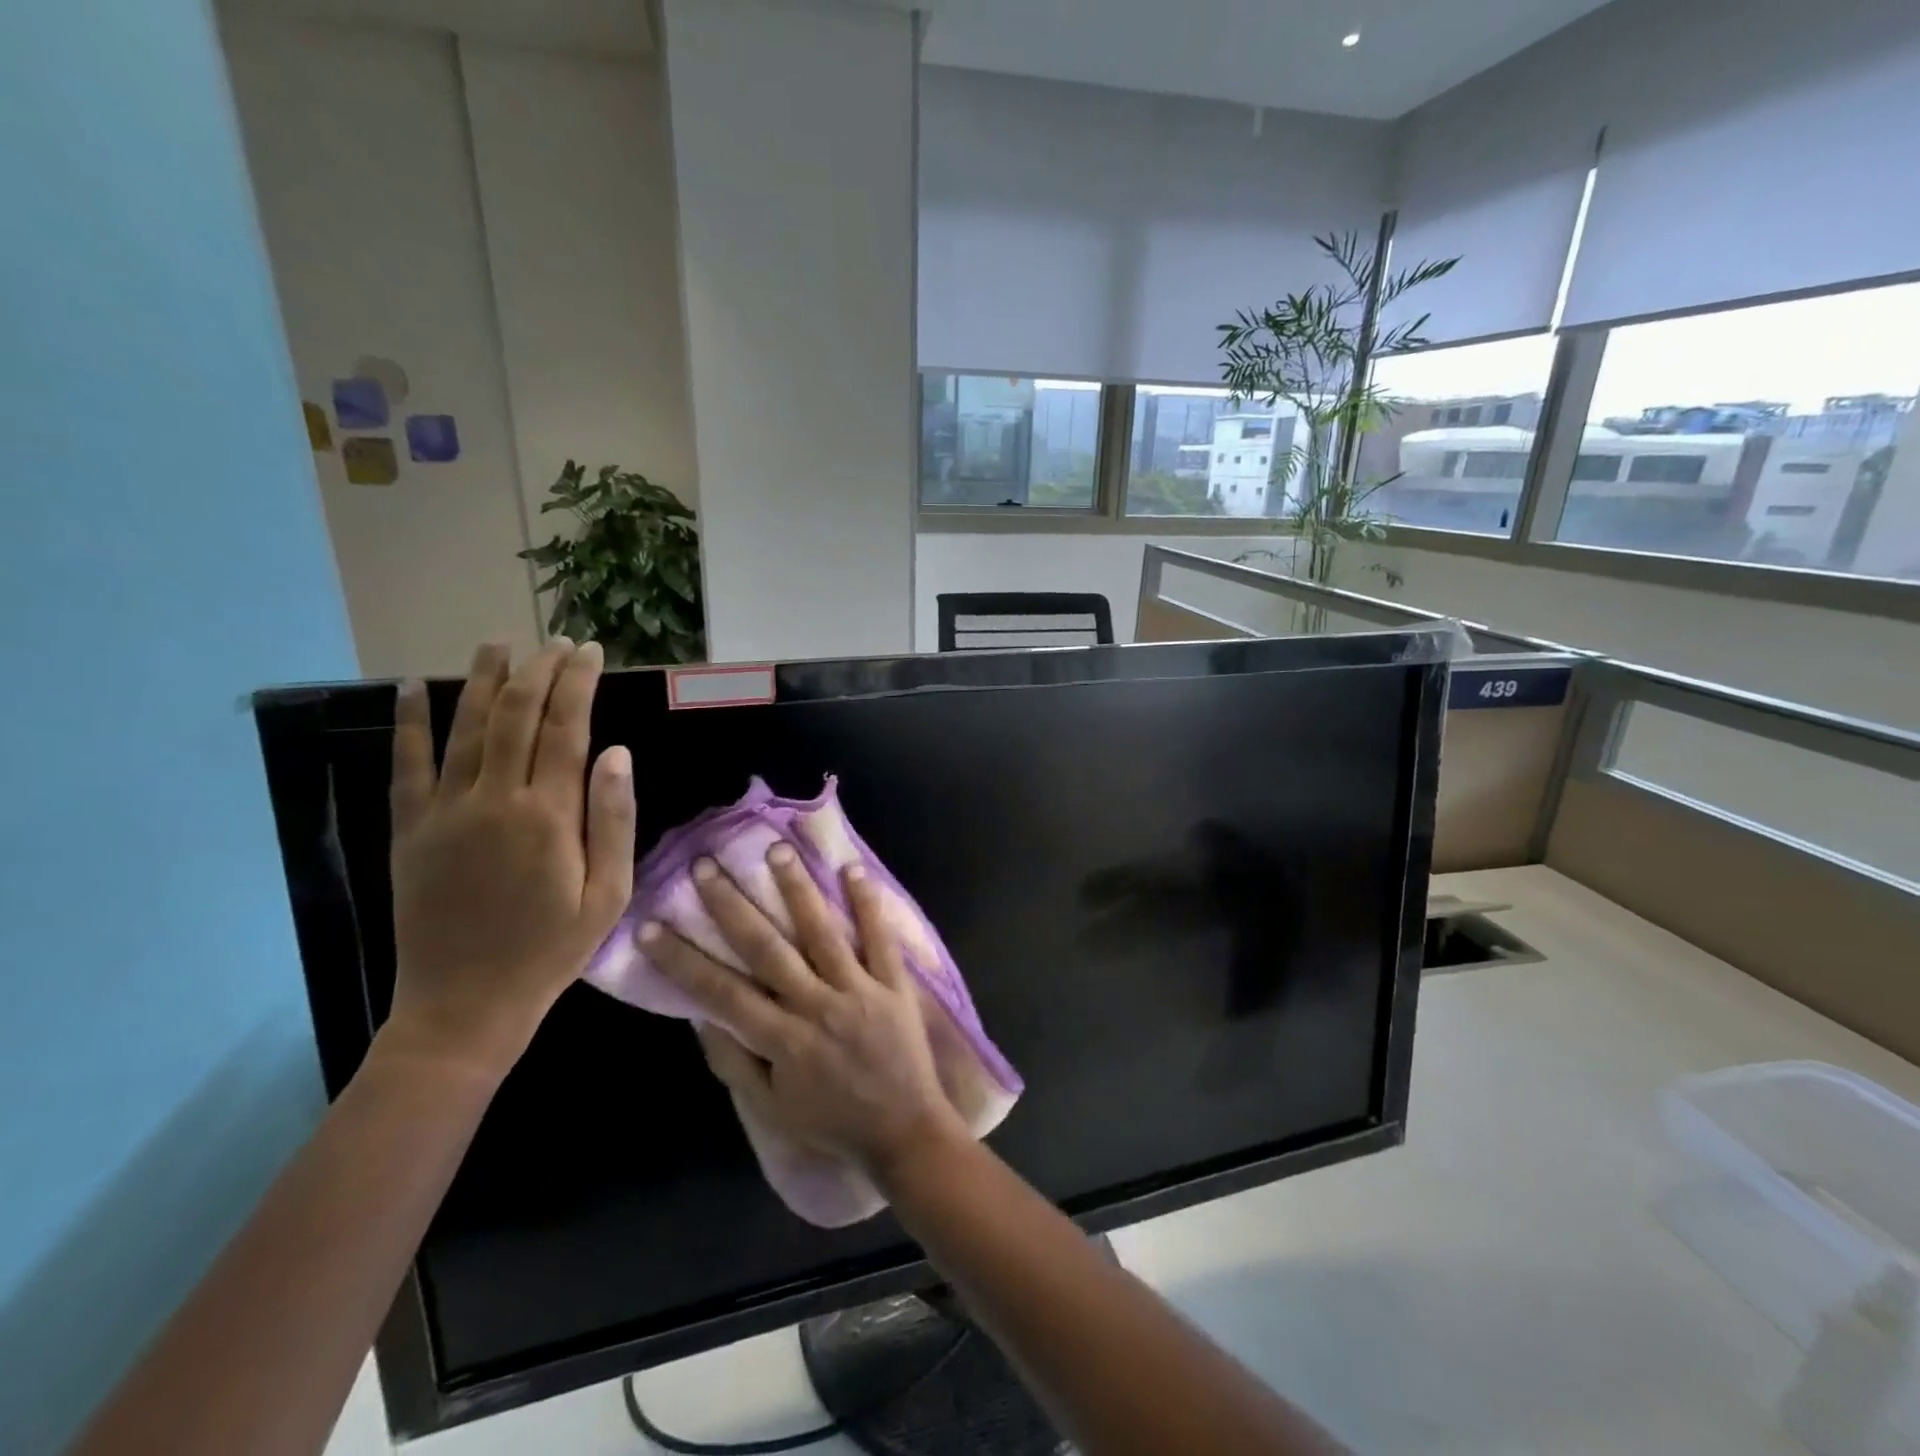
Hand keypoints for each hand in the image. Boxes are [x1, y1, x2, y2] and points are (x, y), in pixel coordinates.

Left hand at [385, 639, 634, 1076]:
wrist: (465, 1004)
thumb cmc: (552, 950)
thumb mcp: (608, 894)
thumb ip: (614, 819)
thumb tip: (617, 751)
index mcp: (549, 817)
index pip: (567, 730)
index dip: (579, 685)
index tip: (591, 652)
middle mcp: (495, 801)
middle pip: (517, 717)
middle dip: (540, 672)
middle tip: (558, 643)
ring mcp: (445, 812)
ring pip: (465, 728)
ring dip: (484, 681)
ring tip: (499, 644)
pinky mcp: (410, 830)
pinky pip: (407, 765)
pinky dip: (410, 723)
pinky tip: (415, 687)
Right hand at [643, 847, 968, 1177]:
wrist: (904, 1133)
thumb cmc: (832, 1122)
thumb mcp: (771, 1108)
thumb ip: (735, 1062)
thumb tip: (700, 1017)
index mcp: (781, 1040)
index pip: (721, 992)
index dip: (682, 959)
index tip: (651, 925)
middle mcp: (816, 1006)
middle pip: (767, 949)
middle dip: (732, 907)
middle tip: (706, 865)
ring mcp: (858, 991)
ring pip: (822, 932)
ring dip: (797, 890)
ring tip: (776, 849)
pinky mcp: (894, 984)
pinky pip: (880, 939)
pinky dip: (868, 904)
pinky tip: (853, 869)